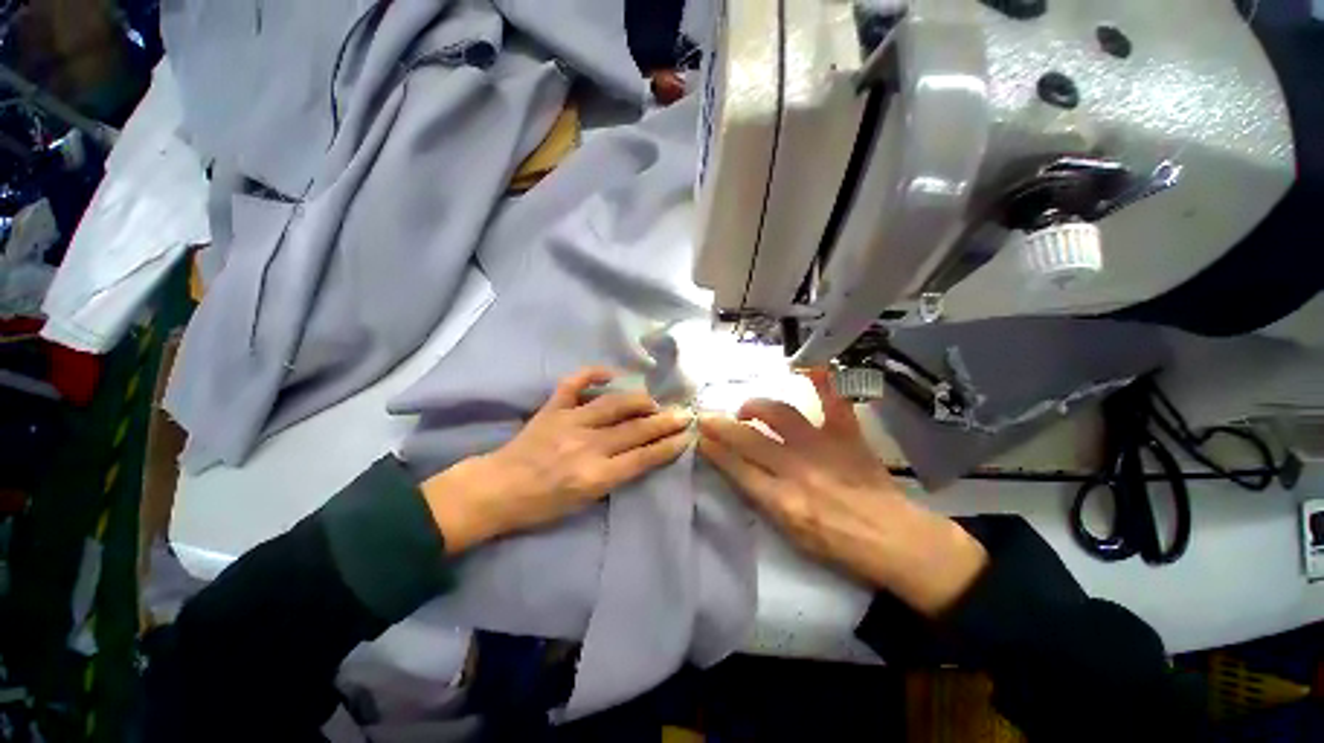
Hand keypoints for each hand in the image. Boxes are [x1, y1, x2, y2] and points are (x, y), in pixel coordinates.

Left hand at [422, 367, 692, 553]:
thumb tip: (641, 453)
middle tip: (683, 413)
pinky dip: (593, 373)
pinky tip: (611, 374)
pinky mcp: (552, 408)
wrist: (498, 490)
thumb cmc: (542, 504)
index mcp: (595, 476)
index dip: (668, 445)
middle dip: (665, 421)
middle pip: (636, 429)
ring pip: (614, 404)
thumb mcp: (584, 502)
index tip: (687, 436)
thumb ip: (615, 477)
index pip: (643, 457)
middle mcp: (587, 445)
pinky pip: (574, 383)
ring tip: (653, 401)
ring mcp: (569, 422)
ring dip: (639, 400)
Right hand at [697, 370, 987, 616]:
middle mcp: (798, 469)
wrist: (893, 539)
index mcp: (783, 500)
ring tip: (748, 409)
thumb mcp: (790, 534)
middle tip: (707, 417)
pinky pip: (834, 402)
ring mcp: (823, 448)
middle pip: (748, 439)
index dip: (714, 450)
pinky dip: (823, 383)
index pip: (736, 468)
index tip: (700, 437)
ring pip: (780, 415)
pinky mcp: (847, 436)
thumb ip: (761, 498)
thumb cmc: (838, 544)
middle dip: (721, 425)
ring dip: (757, 406)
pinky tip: (810, 368)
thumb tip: (737, 468)